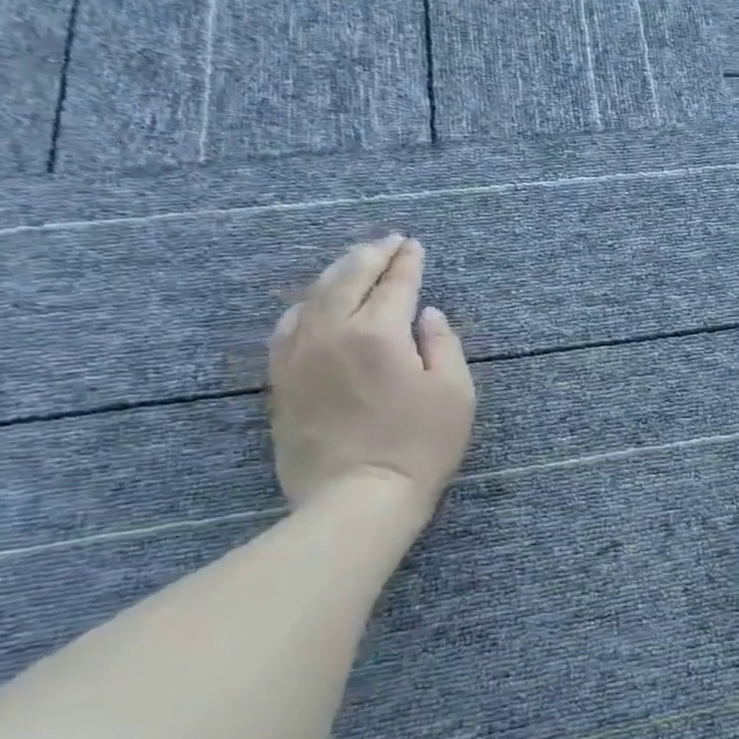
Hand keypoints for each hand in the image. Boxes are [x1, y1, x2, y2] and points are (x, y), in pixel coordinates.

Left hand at [268, 236, 475, 513]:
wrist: (358, 497)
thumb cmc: (420, 445)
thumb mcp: (455, 394)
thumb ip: (444, 345)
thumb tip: (428, 315)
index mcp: (379, 333)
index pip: (395, 284)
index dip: (407, 262)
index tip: (415, 246)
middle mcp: (331, 333)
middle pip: (346, 279)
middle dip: (370, 255)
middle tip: (387, 242)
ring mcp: (299, 355)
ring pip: (312, 297)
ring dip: (336, 273)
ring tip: (354, 262)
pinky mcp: (282, 380)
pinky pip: (287, 327)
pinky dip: (304, 305)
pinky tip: (311, 303)